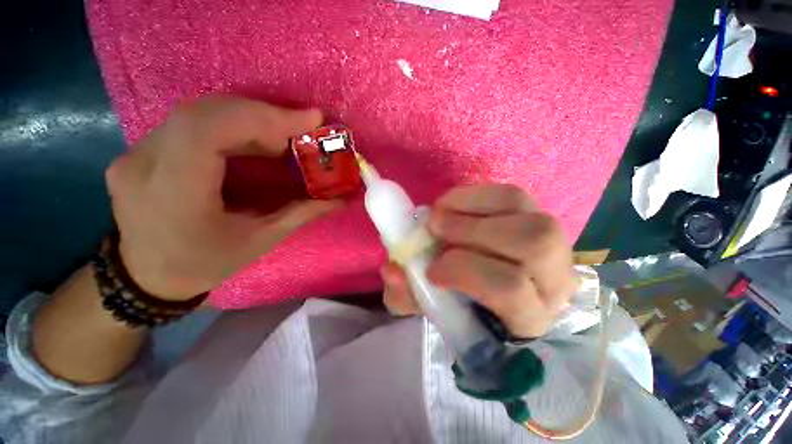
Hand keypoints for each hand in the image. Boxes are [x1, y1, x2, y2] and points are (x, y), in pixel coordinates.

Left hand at [106, 95, 338, 299]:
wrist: (147, 277)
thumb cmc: (204, 264)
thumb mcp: (260, 241)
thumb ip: (302, 214)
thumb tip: (341, 199)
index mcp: (173, 193)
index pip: (210, 130)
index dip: (264, 117)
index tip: (310, 119)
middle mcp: (144, 163)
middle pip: (206, 112)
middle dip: (263, 115)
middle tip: (301, 129)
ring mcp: (136, 152)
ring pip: (198, 112)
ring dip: (248, 118)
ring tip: (283, 136)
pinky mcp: (141, 150)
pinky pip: (191, 123)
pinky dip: (230, 124)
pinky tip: (254, 140)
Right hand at [381, 184, 578, 338]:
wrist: (484, 284)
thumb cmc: (460, 302)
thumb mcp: (429, 305)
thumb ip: (408, 294)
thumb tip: (393, 270)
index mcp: (527, 318)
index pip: (511, 290)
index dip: (465, 271)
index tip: (432, 269)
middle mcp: (554, 283)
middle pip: (531, 246)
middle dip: (472, 231)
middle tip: (434, 227)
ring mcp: (555, 246)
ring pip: (527, 217)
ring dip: (474, 210)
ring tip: (441, 213)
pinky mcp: (539, 218)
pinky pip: (515, 197)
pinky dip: (477, 195)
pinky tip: (453, 204)